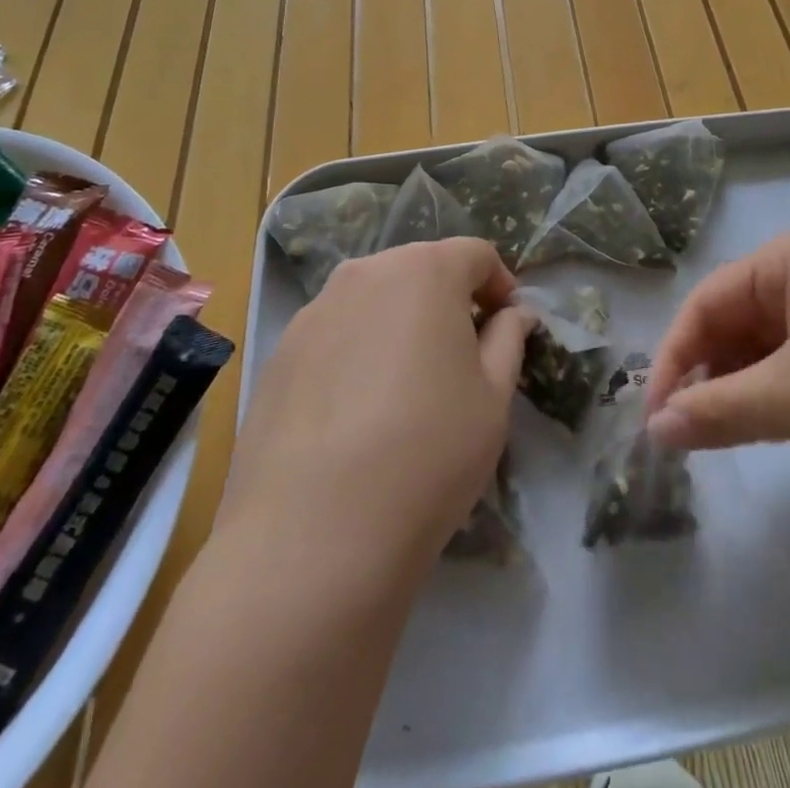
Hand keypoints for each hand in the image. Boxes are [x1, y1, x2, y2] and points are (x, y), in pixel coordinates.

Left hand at [223, 238, 536, 566]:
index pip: (475, 254)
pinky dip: (356, 353)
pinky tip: (357, 413)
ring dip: (399, 324)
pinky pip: (334, 335)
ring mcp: (314, 312)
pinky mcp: (277, 354)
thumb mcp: (494, 397)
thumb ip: (508, 339)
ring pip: (373, 301)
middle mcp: (365, 274)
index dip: (499, 284)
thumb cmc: (428, 452)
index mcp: (424, 270)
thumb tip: (513, 313)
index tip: (507, 325)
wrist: (311, 535)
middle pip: (419, 270)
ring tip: (406, 386)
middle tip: (461, 355)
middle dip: (448, 300)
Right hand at [647, 229, 789, 510]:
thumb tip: (656, 430)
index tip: (658, 418)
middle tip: (694, 428)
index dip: (674, 358)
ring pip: (778, 335)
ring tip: (736, 428)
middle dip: (712, 370)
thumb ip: (718, 410)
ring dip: (748, 380)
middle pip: (741, 315)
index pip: (707, 301)